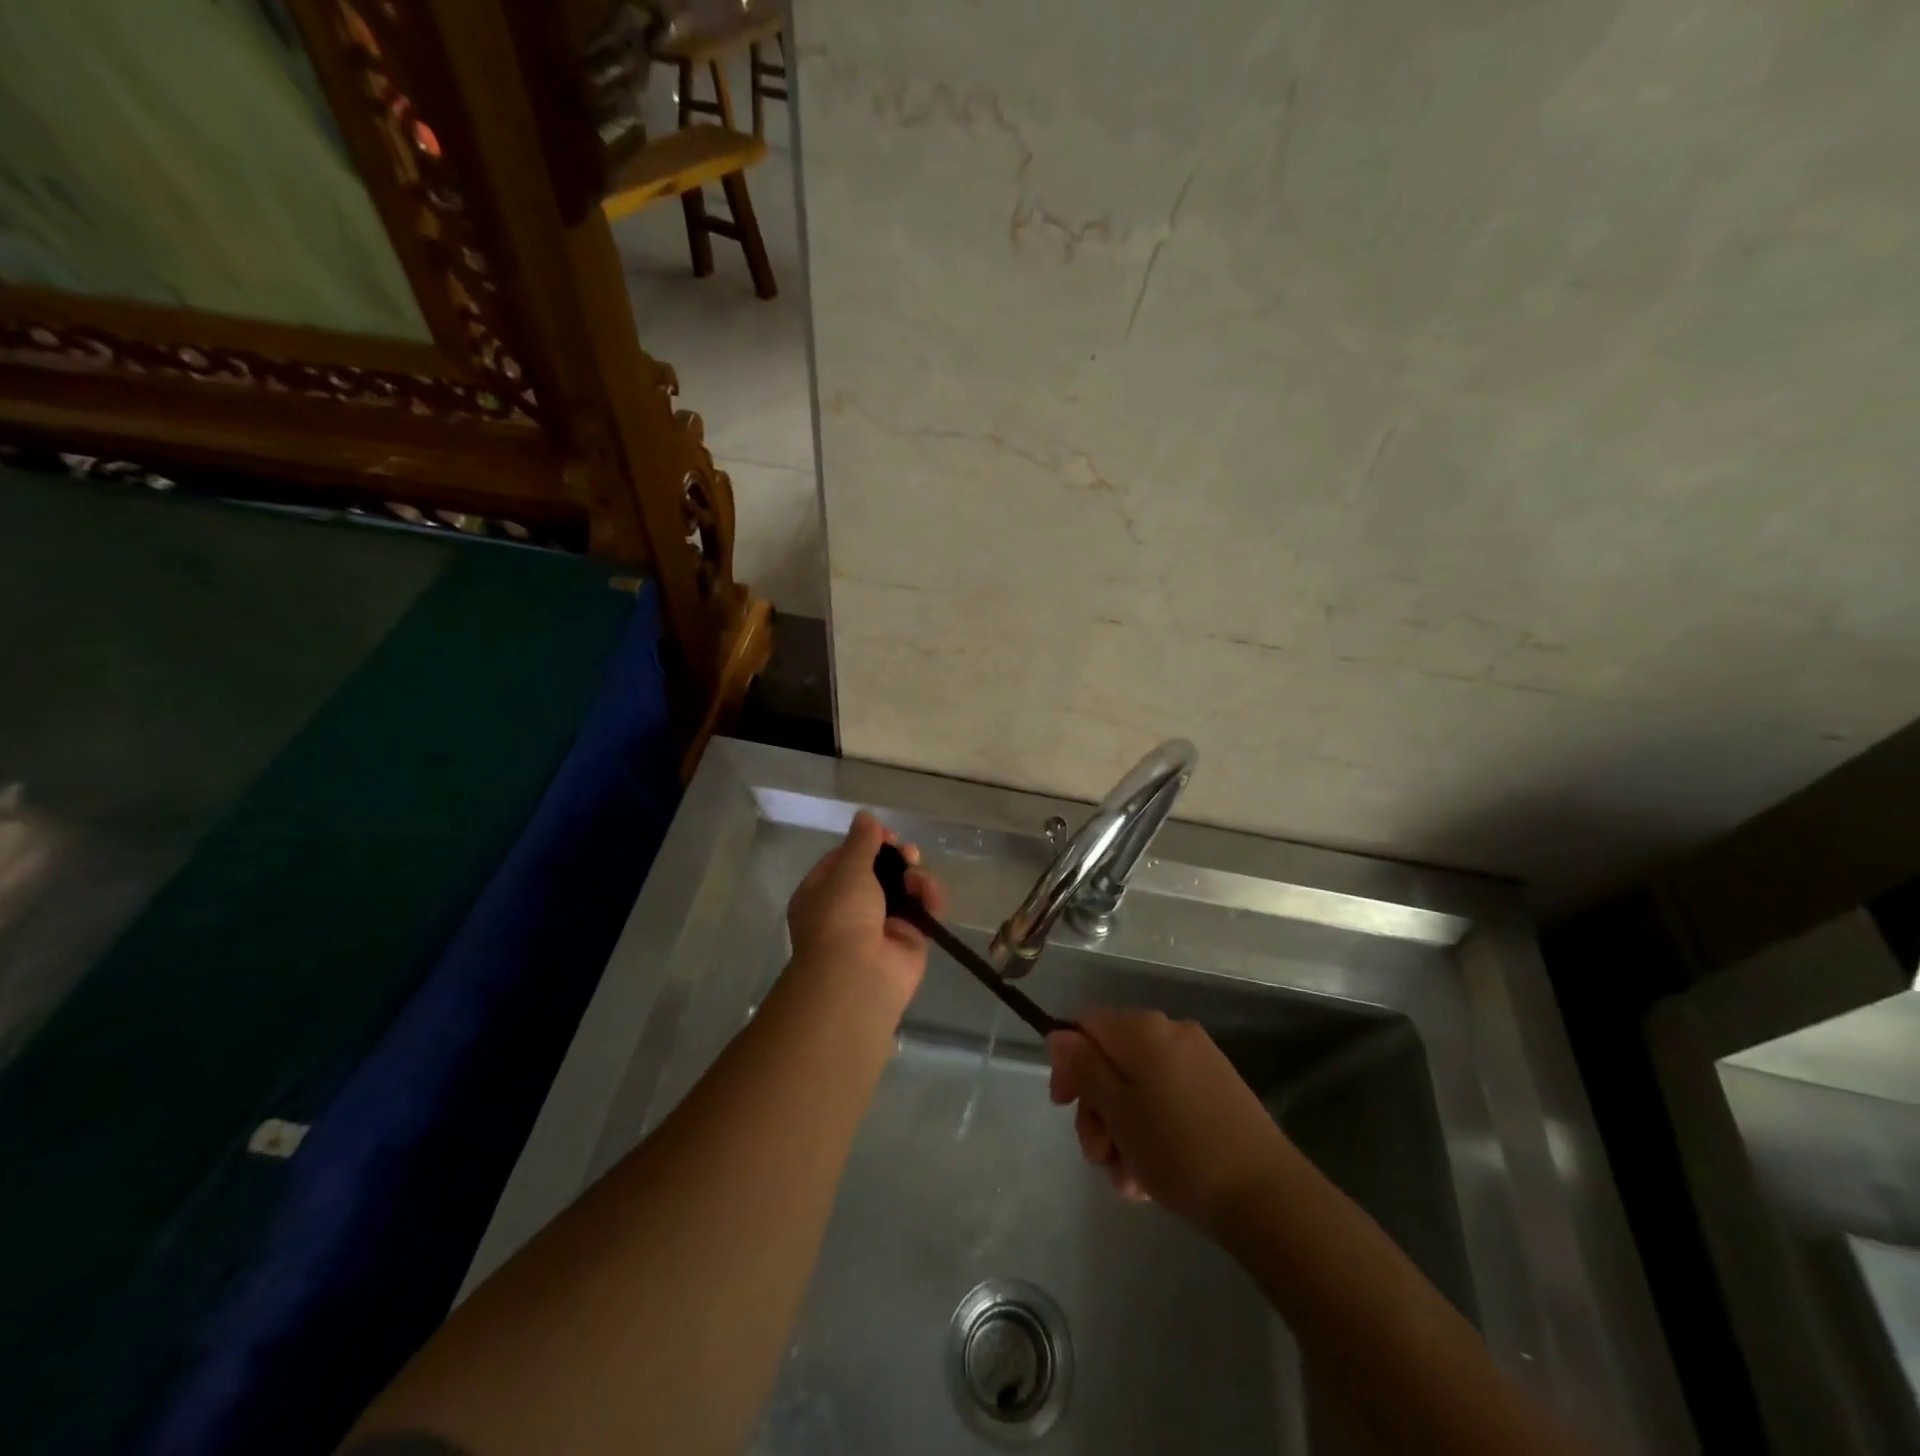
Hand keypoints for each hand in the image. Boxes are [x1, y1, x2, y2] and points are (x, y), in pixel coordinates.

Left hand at [785, 810, 945, 1023]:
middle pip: (879, 872)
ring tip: (918, 878)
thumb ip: (862, 842)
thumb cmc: (841, 916)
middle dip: (897, 859)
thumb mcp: (848, 870)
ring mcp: (881, 925)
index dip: (868, 843)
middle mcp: (849, 908)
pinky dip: (930, 899)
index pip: (846, 859)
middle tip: (908, 854)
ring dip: (915, 877)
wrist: (858, 975)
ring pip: (904, 889)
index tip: (888, 835)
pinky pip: (923, 910)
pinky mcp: (909, 940)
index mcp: (822, 892)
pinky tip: (931, 896)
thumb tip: (865, 816)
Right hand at [1048, 1008, 1295, 1233]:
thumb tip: (1059, 1034)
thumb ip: (1084, 1068)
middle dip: (1096, 1109)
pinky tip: (1150, 1179)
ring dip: (1122, 1131)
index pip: (1086, 1025)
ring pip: (1137, 1087)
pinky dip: (1151, 1132)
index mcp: (1144, 1029)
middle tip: (1099, 1157)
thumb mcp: (1118, 1111)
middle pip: (1111, 1059)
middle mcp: (1171, 1032)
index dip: (1068, 1062)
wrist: (1267, 1197)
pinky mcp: (1218, 1091)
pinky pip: (1166, 1100)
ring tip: (1127, 1182)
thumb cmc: (1179, 1150)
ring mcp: (1198, 1061)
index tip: (1064, 1106)